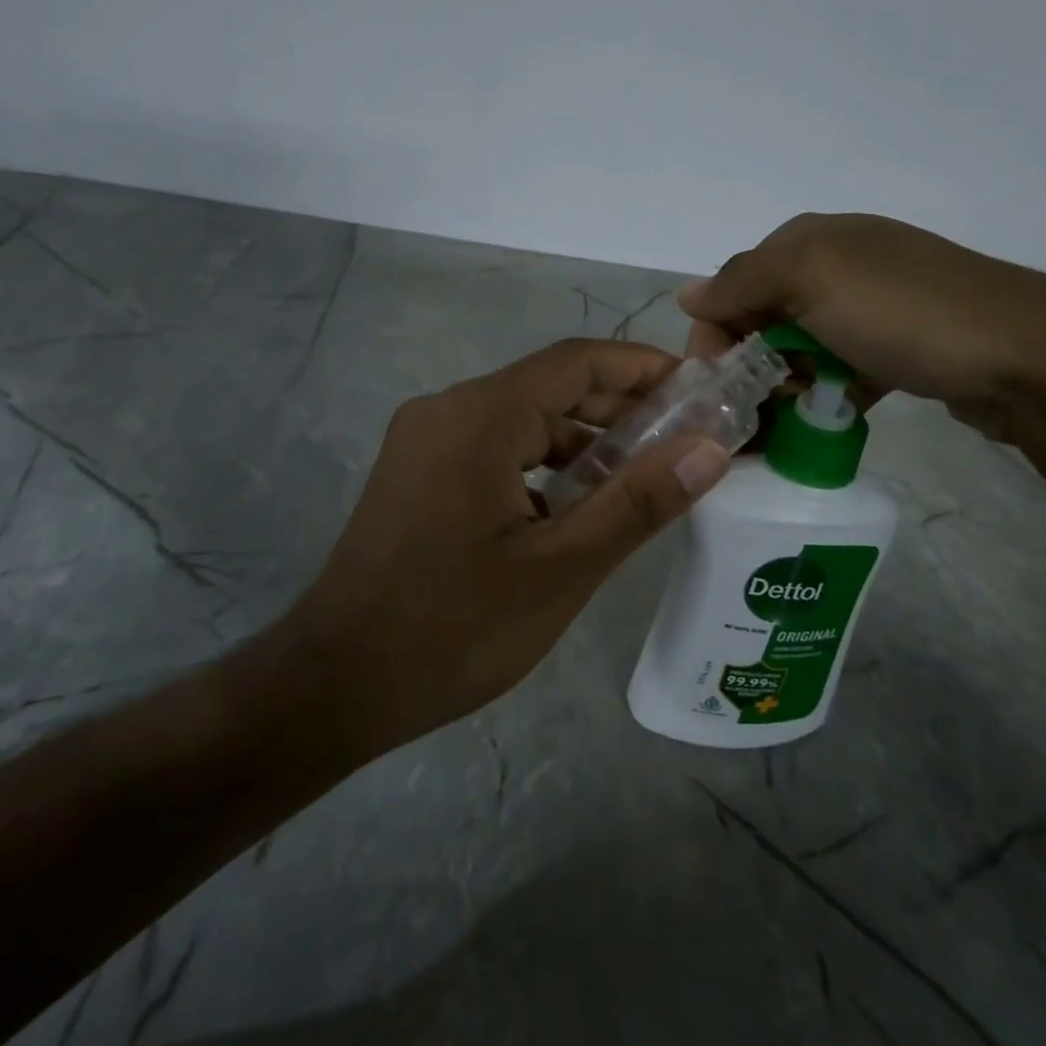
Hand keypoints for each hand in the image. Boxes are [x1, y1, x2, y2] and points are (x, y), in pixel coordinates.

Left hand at [281, 339, 732, 756]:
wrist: (336, 684)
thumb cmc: (453, 629)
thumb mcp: (561, 569)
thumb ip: (637, 502)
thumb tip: (709, 448)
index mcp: (478, 416)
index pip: (576, 361)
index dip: (643, 367)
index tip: (700, 390)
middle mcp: (446, 410)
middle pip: (548, 388)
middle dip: (618, 409)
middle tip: (684, 441)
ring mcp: (424, 440)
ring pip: (520, 421)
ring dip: (580, 443)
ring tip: (640, 480)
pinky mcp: (416, 472)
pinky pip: (492, 449)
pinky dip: (540, 467)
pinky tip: (573, 509)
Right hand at [679, 214, 1045, 439]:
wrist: (1025, 354)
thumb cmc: (902, 312)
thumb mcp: (810, 279)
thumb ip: (740, 283)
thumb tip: (687, 293)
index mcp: (811, 239)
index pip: (735, 283)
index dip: (719, 331)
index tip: (720, 383)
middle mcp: (839, 262)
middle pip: (766, 316)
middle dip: (754, 361)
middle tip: (759, 405)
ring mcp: (874, 304)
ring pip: (802, 346)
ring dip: (790, 381)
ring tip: (796, 415)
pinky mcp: (900, 344)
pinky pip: (842, 367)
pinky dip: (829, 390)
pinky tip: (833, 412)